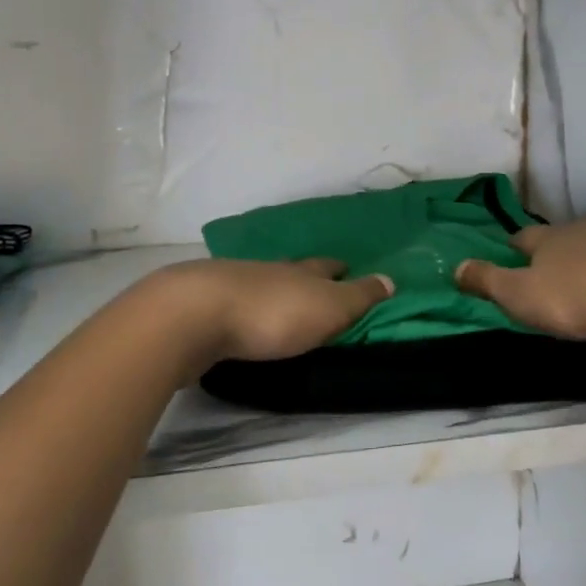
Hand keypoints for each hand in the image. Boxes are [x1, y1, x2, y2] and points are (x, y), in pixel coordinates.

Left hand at [151, 258, 394, 363]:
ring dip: (273, 291)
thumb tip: (390, 279)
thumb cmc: (274, 314)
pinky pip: (232, 303)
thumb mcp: (330, 308)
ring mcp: (232, 284)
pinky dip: (243, 308)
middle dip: (305, 276)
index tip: (346, 268)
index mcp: (301, 271)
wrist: (195, 315)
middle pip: (292, 270)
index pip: (326, 266)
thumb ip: (359, 297)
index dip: (339, 269)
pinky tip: (241, 318)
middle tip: (316, 284)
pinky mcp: (202, 306)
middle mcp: (268, 271)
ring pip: (260, 283)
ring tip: (281, 303)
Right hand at [454, 212, 585, 338]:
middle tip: (569, 269)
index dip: (517, 246)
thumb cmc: (579, 297)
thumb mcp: (522, 296)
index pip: (525, 237)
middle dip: (568, 247)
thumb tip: (455, 266)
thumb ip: (488, 281)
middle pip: (572, 233)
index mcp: (552, 239)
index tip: (515, 252)